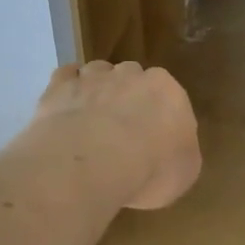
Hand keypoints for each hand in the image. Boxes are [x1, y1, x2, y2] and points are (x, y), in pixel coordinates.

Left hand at [31, 61, 200, 210]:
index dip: (158, 115)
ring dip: (96, 90)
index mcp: (167, 92)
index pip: (166, 94)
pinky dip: (68, 89)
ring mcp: (92, 77)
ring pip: (97, 72)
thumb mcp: (185, 172)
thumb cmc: (150, 170)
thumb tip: (171, 148)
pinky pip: (66, 77)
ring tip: (90, 121)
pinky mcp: (59, 87)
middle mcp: (131, 75)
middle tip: (121, 131)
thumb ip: (180, 151)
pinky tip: (66, 109)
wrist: (93, 163)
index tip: (152, 136)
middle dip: (127, 98)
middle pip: (132, 78)